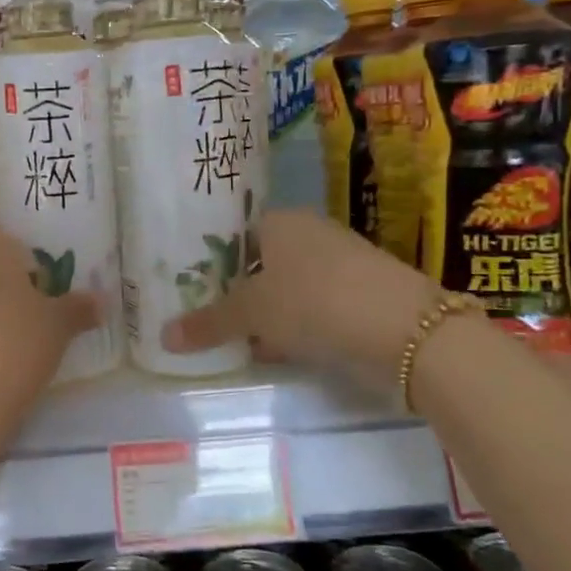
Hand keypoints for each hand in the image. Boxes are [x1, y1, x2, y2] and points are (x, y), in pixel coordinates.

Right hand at [161, 210, 438, 371]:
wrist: (408, 330)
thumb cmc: (316, 301)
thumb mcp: (254, 314)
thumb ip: (209, 323)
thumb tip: (163, 337)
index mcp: (279, 220)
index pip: (231, 231)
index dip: (206, 257)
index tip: (184, 284)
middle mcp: (308, 233)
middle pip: (257, 260)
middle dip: (231, 288)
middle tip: (200, 314)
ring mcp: (338, 263)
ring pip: (284, 285)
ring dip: (261, 311)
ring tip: (229, 337)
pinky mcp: (359, 293)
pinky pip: (310, 306)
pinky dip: (291, 325)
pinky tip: (274, 349)